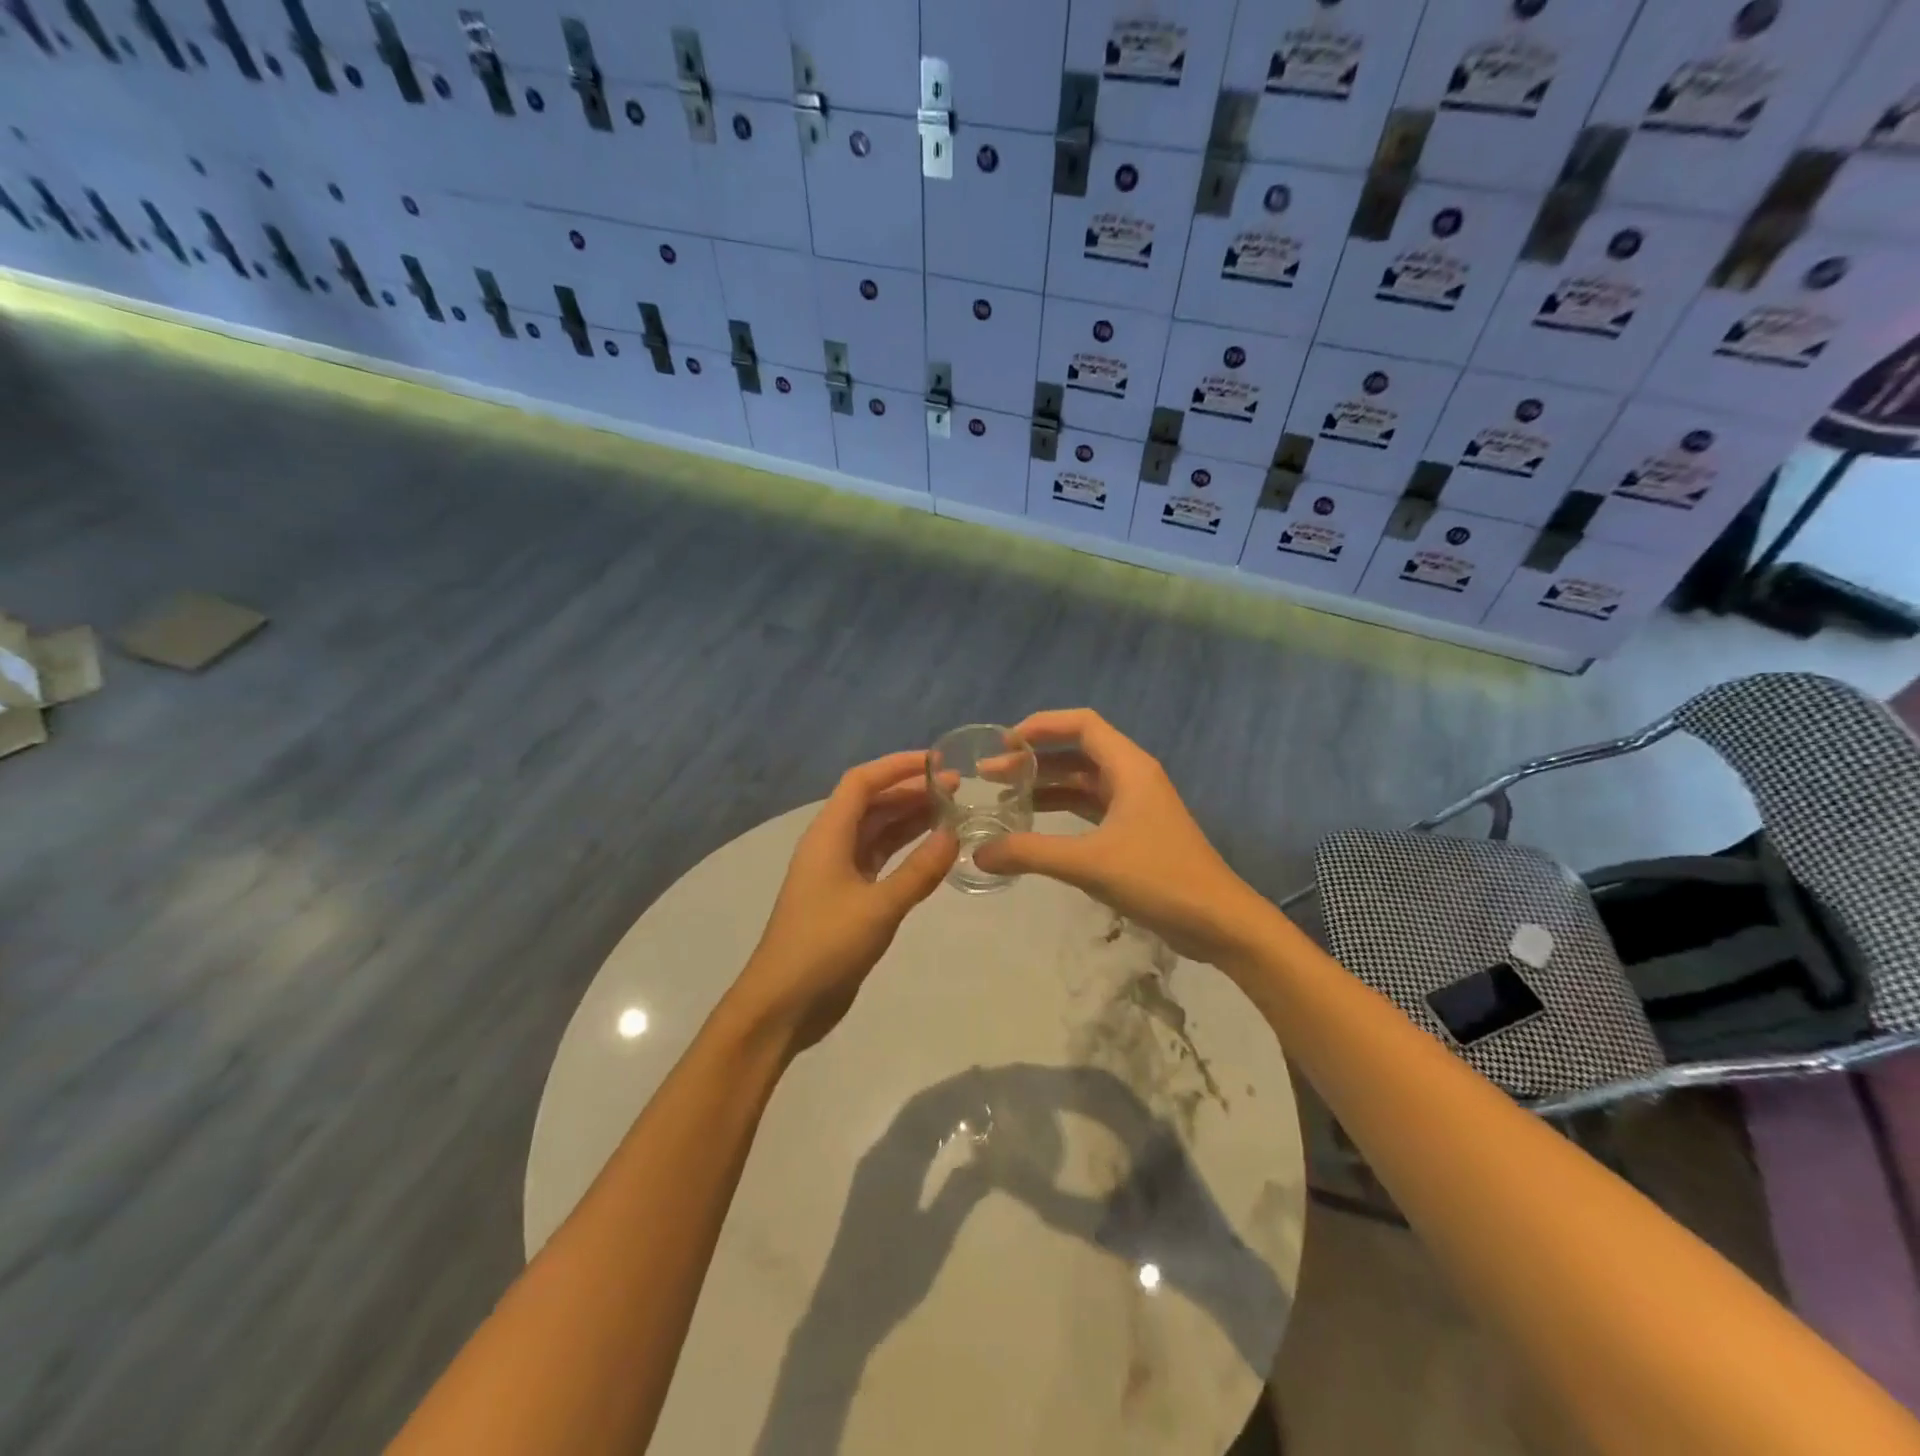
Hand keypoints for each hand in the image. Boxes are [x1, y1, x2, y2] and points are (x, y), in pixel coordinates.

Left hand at [730, 750, 957, 1053]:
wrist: (784, 1004)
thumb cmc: (825, 947)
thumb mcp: (878, 907)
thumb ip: (919, 871)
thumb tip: (953, 834)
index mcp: (828, 835)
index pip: (862, 782)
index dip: (897, 766)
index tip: (937, 761)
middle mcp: (831, 845)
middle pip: (872, 803)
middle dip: (911, 791)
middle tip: (957, 789)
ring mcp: (838, 872)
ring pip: (877, 831)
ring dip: (910, 819)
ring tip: (952, 812)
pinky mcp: (847, 898)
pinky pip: (880, 860)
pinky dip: (905, 851)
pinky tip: (934, 850)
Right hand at [972, 709, 1272, 966]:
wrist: (1218, 922)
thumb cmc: (1158, 879)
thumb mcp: (1089, 863)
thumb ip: (1030, 853)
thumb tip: (979, 853)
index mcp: (1129, 767)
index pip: (1082, 724)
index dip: (1042, 725)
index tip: (1004, 744)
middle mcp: (1132, 776)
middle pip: (1076, 752)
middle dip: (1033, 760)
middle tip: (989, 776)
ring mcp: (1135, 805)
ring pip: (1081, 782)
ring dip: (1044, 786)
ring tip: (1002, 797)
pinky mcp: (1135, 832)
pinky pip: (1090, 808)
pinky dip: (1061, 810)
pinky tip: (1034, 825)